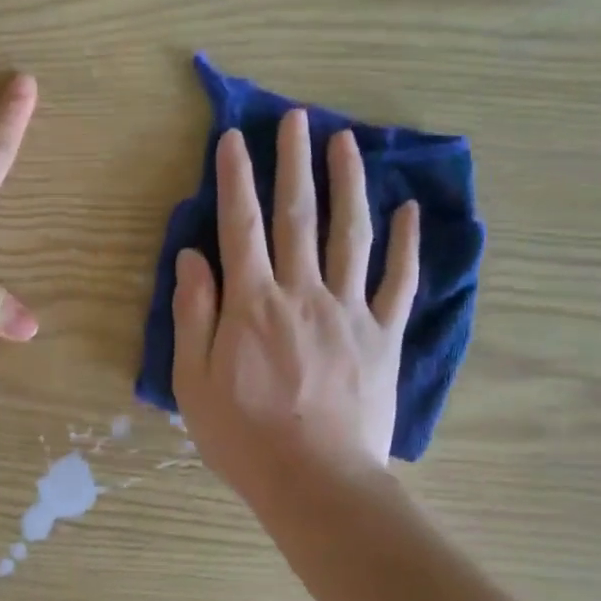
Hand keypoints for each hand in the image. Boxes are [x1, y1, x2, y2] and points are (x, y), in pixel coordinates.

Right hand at [172, 111, 419, 514]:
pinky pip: (399, 281)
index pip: (240, 224)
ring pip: (351, 233)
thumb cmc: (243, 435)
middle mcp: (302, 292)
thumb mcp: (194, 379)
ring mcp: (350, 310)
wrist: (317, 483)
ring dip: (348, 183)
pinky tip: (408, 210)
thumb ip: (193, 313)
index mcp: (251, 302)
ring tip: (346, 141)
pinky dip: (406, 243)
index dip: (236, 177)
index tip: (235, 137)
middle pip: (298, 215)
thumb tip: (192, 256)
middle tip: (295, 118)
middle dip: (294, 162)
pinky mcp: (384, 335)